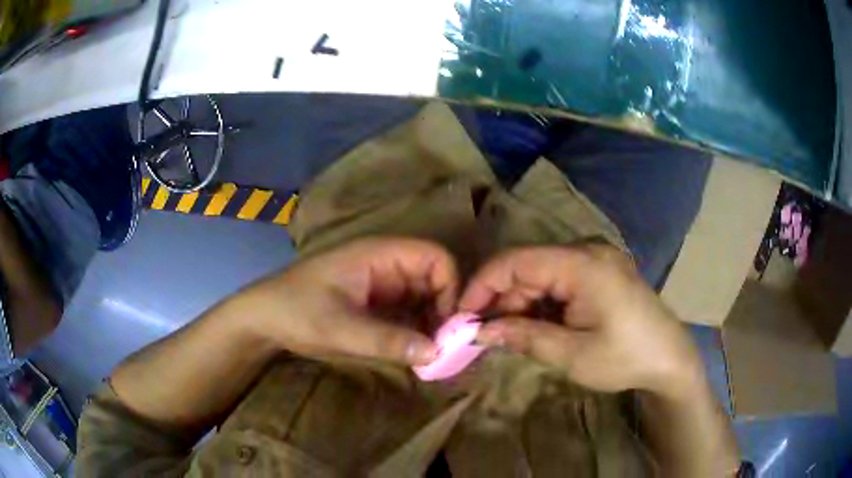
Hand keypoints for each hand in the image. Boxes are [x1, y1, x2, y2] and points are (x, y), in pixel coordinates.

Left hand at [243, 237, 457, 365]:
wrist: (264, 318)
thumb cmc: (296, 311)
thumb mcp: (340, 328)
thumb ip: (387, 340)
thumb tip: (436, 353)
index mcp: (379, 256)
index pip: (434, 257)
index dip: (450, 286)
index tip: (449, 325)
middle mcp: (385, 266)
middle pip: (433, 279)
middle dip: (444, 310)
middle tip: (445, 347)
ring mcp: (380, 285)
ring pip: (423, 298)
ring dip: (431, 324)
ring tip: (433, 355)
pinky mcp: (375, 304)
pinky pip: (407, 312)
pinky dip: (416, 331)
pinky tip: (416, 352)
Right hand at [459, 244, 703, 397]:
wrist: (669, 358)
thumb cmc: (625, 358)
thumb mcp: (572, 355)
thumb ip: (524, 337)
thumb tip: (480, 331)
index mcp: (583, 265)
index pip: (517, 261)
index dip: (483, 284)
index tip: (462, 314)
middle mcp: (587, 252)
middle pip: (528, 265)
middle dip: (501, 298)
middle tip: (482, 333)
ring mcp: (595, 260)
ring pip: (541, 273)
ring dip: (520, 302)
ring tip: (507, 334)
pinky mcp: (599, 272)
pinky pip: (558, 280)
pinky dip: (540, 302)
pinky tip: (533, 325)